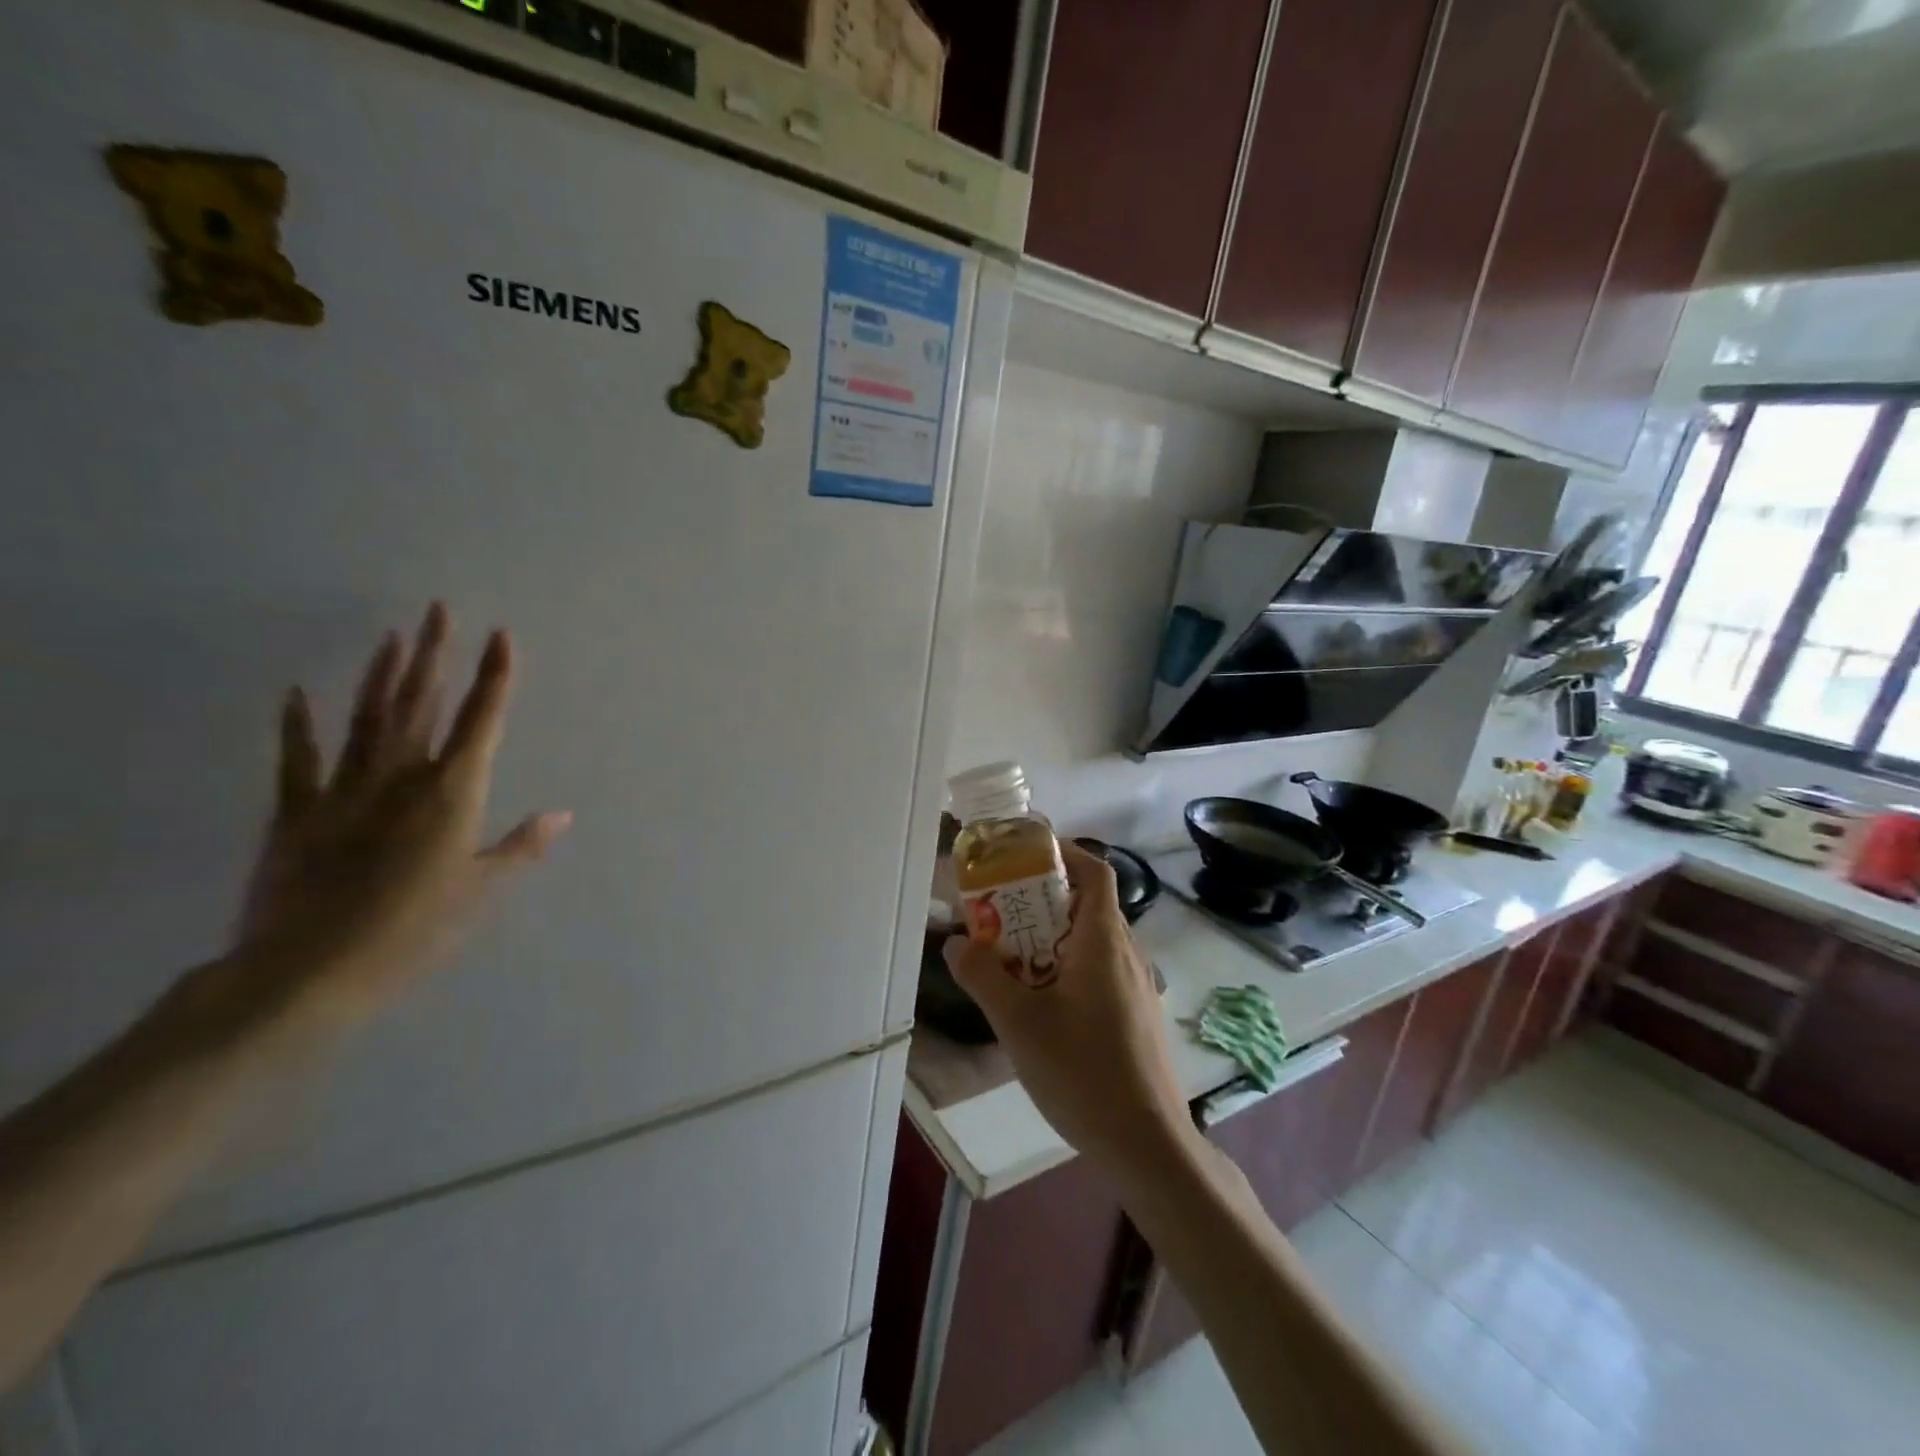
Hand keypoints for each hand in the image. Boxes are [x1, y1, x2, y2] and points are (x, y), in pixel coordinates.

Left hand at [231, 604, 569, 1034]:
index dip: (494, 676)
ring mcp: (343, 790)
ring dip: (382, 675)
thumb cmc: (413, 932)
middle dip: (435, 655)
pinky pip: (299, 759)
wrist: (306, 971)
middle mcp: (400, 778)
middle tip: (439, 610)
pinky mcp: (296, 812)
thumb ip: (519, 847)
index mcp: (451, 794)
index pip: (481, 721)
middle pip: (422, 704)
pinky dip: (298, 725)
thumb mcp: (479, 892)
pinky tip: (298, 692)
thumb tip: (562, 814)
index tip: (501, 636)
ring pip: (368, 718)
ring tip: (394, 635)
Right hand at [944, 842, 1195, 1181]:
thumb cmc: (1084, 1072)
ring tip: (1011, 955)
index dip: (1064, 852)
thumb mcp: (1019, 1024)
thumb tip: (955, 943)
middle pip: (1088, 904)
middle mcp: (1126, 953)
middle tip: (1000, 909)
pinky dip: (1067, 965)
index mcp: (1104, 942)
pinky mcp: (1135, 1014)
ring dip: (1053, 935)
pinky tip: (1041, 1002)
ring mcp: (1135, 986)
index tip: (1025, 853)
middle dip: (1043, 898)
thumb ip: (983, 977)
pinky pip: (1098, 969)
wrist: (1148, 1144)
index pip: (1095, 872)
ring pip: (1092, 940)